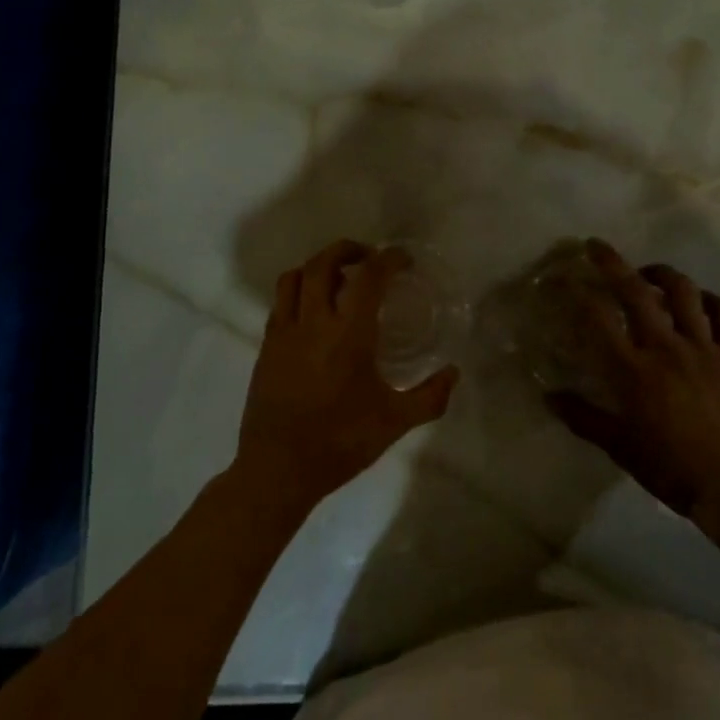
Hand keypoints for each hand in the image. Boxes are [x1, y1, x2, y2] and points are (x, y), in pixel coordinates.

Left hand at [234, 239, 457, 510]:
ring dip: (317, 265)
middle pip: (323, 263)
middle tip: (368, 256)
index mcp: (349, 334)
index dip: (388, 259)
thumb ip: (430, 396)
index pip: (368, 277)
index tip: (402, 259)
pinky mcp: (266, 347)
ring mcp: (284, 333)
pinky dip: (298, 291)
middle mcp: (313, 323)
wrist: (278, 470)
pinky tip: (313, 311)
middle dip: (347, 250)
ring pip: (294, 277)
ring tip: (336, 276)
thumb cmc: (340, 443)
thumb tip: (454, 373)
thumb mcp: (395, 422)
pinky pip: (280, 302)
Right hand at [547, 239, 719, 543]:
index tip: (565, 277)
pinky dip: (708, 298)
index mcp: (634, 371)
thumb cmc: (672, 469)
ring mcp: (703, 348)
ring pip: (683, 292)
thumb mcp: (620, 447)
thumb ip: (583, 418)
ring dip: (662, 273)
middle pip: (636, 291)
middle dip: (612, 262)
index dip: (579, 292)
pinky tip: (698, 299)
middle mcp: (666, 348)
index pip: (599, 318)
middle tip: (596, 245)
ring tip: (648, 272)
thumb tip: (549, 397)